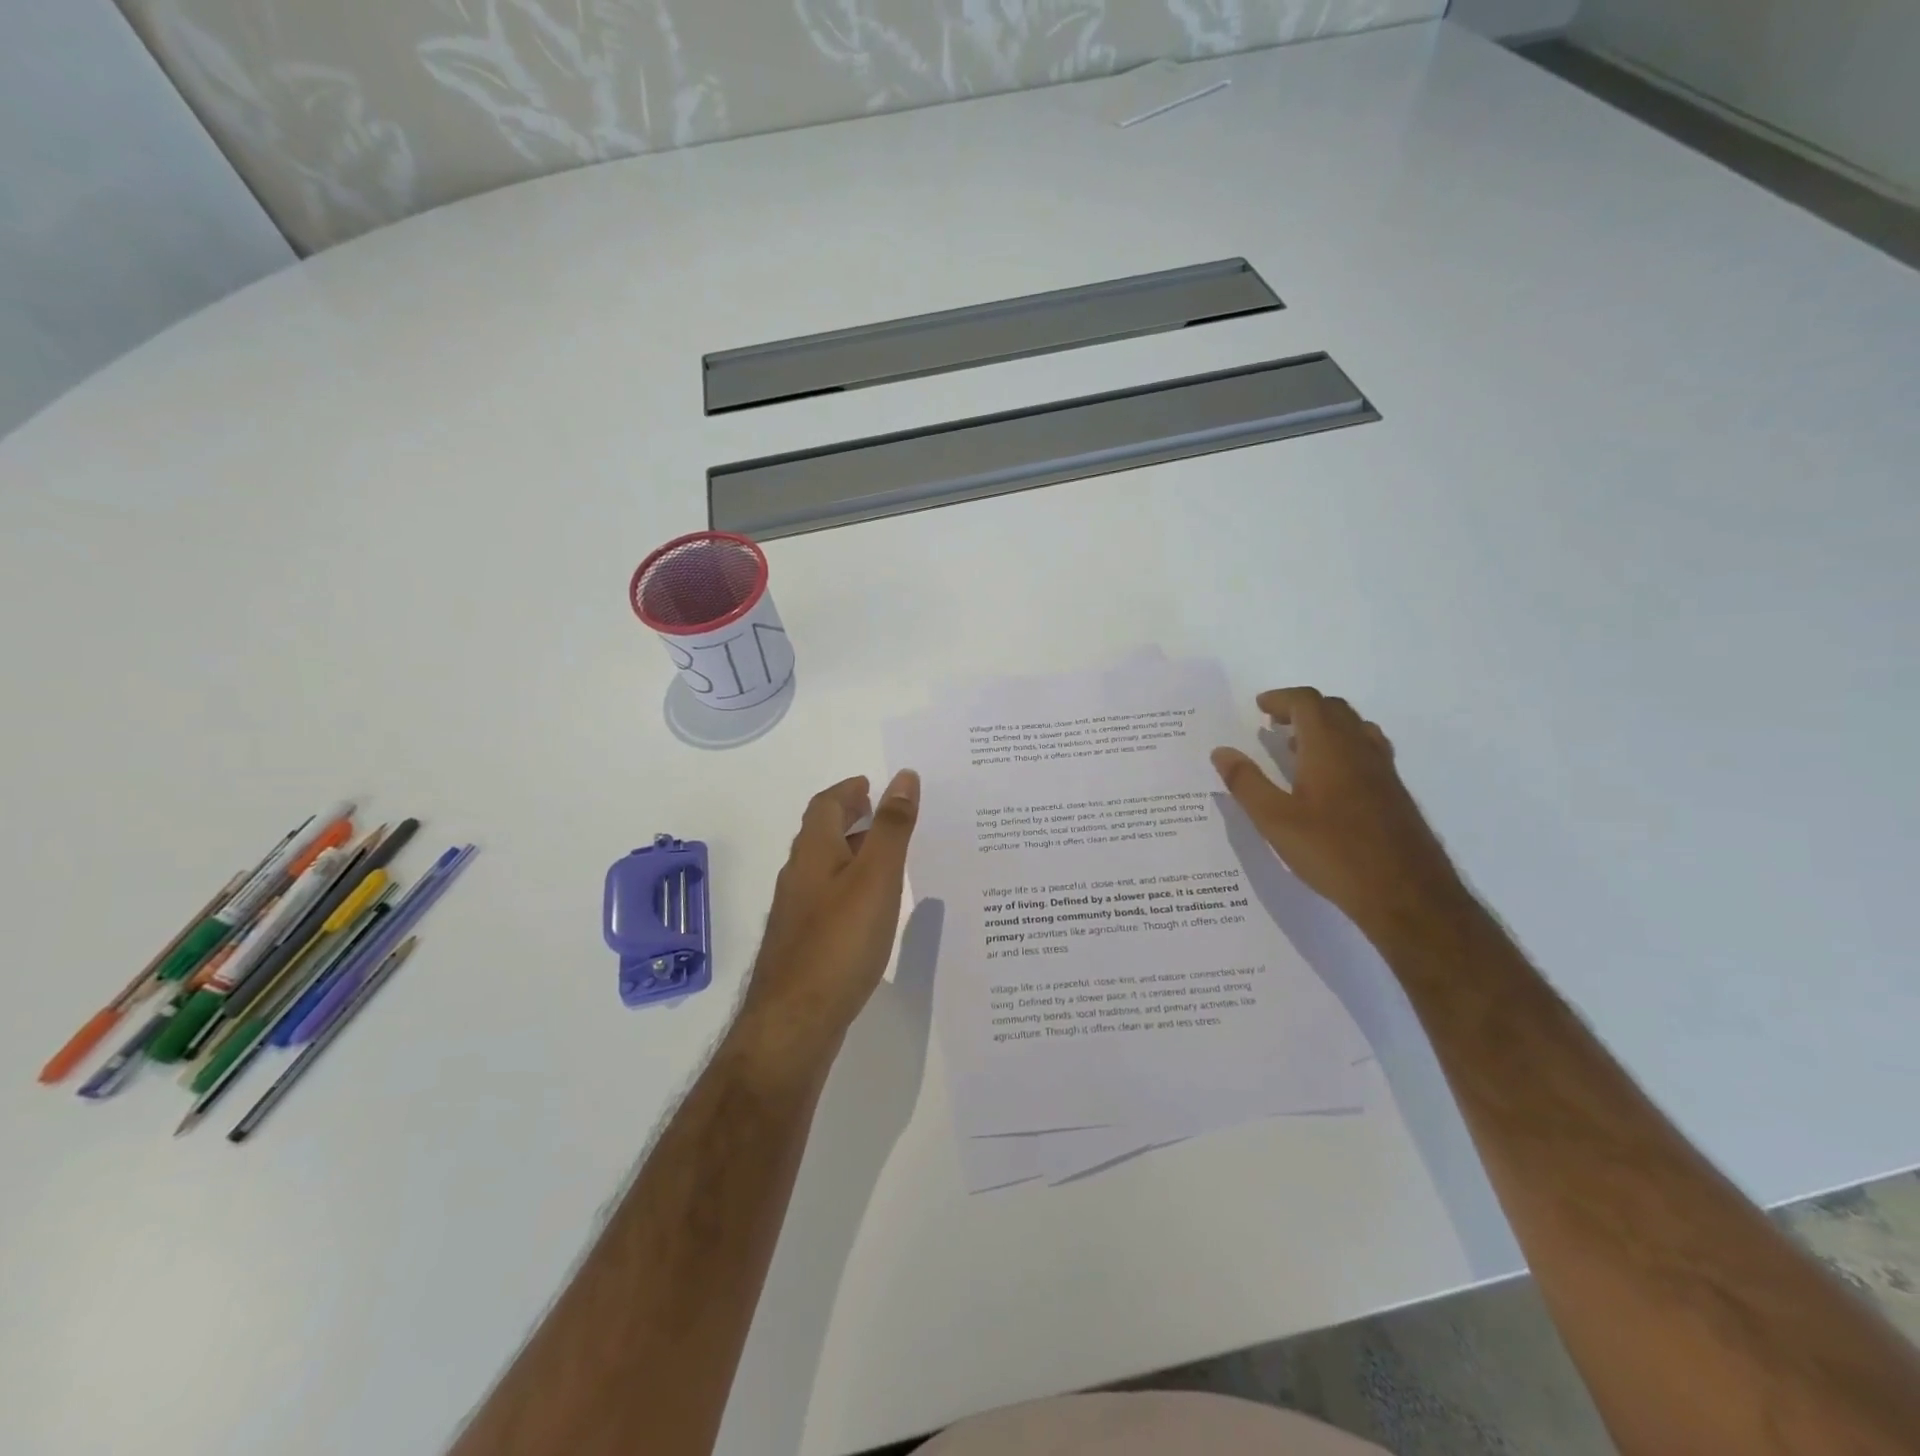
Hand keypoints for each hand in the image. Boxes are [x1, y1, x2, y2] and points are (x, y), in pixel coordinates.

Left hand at [735, 771, 920, 1069]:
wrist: (795, 1022)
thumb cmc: (839, 941)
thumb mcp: (876, 877)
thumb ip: (891, 827)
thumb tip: (903, 776)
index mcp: (812, 852)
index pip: (826, 805)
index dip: (848, 790)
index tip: (872, 783)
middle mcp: (799, 876)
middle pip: (822, 834)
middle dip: (851, 818)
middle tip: (884, 812)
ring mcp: (798, 913)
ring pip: (826, 868)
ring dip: (853, 851)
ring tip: (889, 855)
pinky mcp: (804, 943)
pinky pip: (830, 897)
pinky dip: (852, 885)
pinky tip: (872, 907)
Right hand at [1211, 688, 1469, 941]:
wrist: (1406, 894)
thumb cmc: (1333, 853)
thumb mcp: (1275, 821)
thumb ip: (1246, 782)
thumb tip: (1221, 752)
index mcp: (1329, 748)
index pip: (1307, 703)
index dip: (1281, 699)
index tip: (1259, 707)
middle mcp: (1360, 749)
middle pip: (1333, 709)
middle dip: (1301, 708)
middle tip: (1273, 723)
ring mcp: (1382, 770)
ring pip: (1354, 728)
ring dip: (1324, 726)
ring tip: (1296, 747)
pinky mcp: (1394, 793)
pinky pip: (1366, 750)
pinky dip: (1342, 747)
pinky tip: (1328, 780)